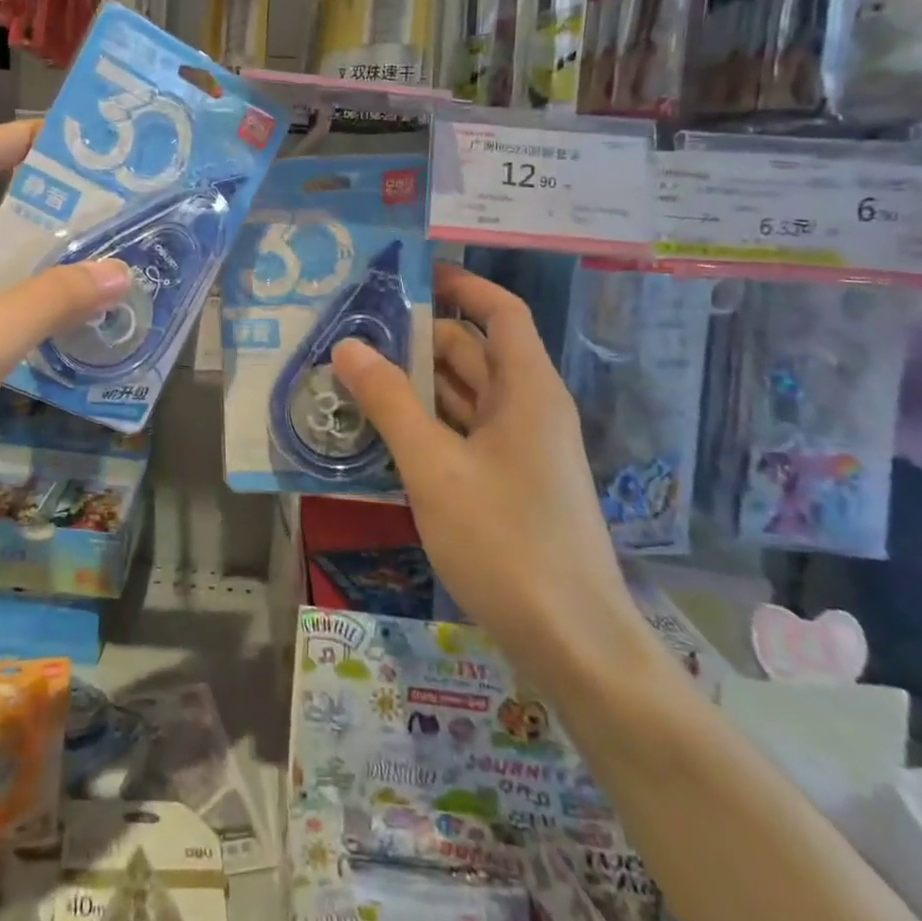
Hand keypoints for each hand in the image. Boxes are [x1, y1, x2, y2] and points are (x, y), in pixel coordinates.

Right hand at [332, 264, 642, 683]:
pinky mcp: (508, 483)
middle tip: (353, 331)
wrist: (574, 646)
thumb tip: (347, 346)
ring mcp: (520, 449)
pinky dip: (424, 423)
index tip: (409, 274)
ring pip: (464, 395)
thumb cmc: (506, 542)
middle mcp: (528, 409)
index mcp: (527, 389)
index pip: (500, 312)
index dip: (461, 285)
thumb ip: (389, 403)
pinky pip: (462, 433)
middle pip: (473, 351)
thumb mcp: (435, 468)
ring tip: (353, 375)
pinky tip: (379, 431)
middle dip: (417, 337)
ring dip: (415, 383)